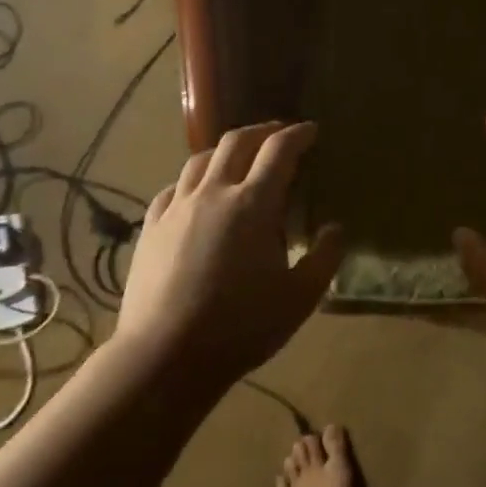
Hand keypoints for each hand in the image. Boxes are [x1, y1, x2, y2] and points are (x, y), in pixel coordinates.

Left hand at [114, 121, 343, 387]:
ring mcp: (176, 208)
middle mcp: (213, 193)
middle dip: (262, 131)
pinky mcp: (150, 227)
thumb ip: (324, 258)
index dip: (298, 135)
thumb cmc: (241, 327)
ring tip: (239, 157)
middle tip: (279, 134)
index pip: (279, 151)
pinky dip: (194, 179)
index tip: (312, 130)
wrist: (165, 356)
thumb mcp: (299, 298)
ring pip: (200, 159)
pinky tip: (197, 193)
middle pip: (236, 142)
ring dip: (226, 150)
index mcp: (254, 205)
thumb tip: (334, 228)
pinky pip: (174, 187)